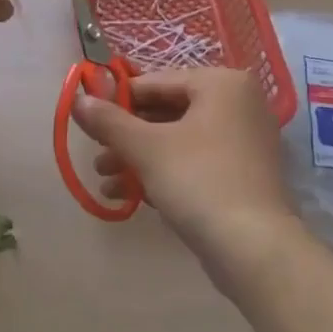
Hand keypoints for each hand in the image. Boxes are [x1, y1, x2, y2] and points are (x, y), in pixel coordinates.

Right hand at [70, 67, 297, 272]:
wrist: (255, 249)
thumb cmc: (199, 181)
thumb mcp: (146, 148)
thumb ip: (109, 121)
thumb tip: (77, 99)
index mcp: (222, 83)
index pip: (157, 82)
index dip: (118, 100)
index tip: (89, 119)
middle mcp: (239, 104)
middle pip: (168, 112)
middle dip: (127, 136)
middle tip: (96, 156)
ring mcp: (244, 141)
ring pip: (179, 140)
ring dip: (139, 158)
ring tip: (105, 180)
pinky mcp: (243, 175)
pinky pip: (195, 162)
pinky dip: (164, 172)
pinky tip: (130, 195)